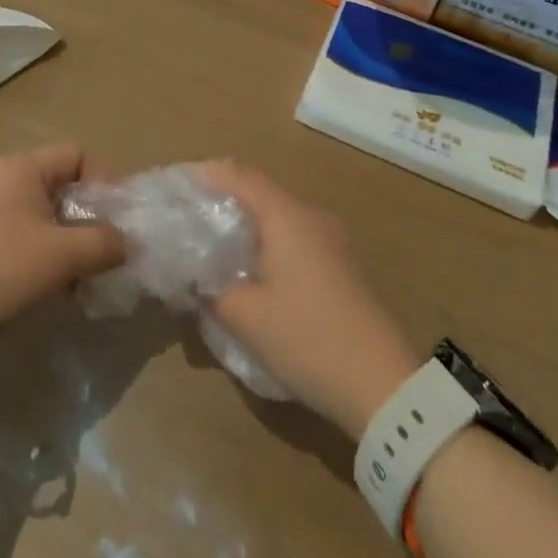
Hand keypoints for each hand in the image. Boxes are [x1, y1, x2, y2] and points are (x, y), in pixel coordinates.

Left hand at [0, 144, 124, 333]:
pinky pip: (19, 233)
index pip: (78, 155)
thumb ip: (104, 243)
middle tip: (99, 253)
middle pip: (60, 186)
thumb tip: (126, 242)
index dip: (103, 183)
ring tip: (75, 277)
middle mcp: (3, 177)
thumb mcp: (63, 255)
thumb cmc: (4, 266)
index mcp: (24, 167)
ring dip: (65, 241)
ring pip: (41, 214)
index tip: (114, 221)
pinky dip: (39, 252)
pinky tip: (45, 285)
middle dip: (86, 219)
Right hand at [197, 161, 420, 438]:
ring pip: (278, 215)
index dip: (206, 174)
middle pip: (260, 191)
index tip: (176, 185)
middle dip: (222, 199)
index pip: (240, 175)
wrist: (382, 384)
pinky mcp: (340, 264)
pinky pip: (294, 236)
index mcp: (287, 216)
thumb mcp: (247, 318)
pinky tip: (251, 268)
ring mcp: (331, 239)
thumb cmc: (308, 338)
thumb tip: (187, 278)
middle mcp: (310, 215)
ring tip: (214, 244)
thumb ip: (210, 290)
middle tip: (188, 217)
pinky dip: (267, 241)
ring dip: (246, 223)